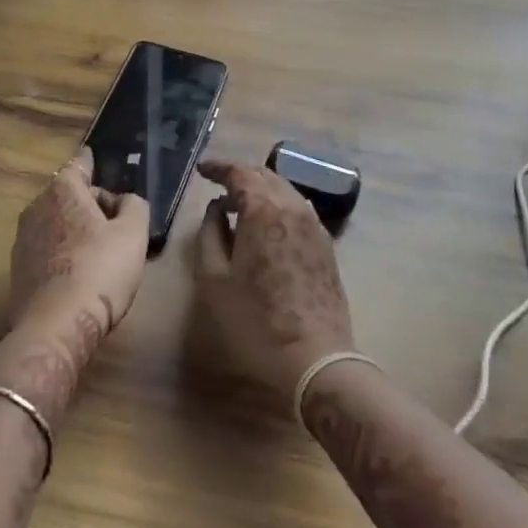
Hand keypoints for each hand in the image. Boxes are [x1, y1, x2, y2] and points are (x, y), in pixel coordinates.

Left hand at [9, 147, 148, 340]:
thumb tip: (124, 201)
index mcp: (63, 191)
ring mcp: (22, 240)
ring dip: (73, 228)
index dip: (90, 163)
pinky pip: (46, 249)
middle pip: (67, 195)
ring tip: (98, 249)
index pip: (79, 165)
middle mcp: (36, 207)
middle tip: (114, 220)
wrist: (56, 326)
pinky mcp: (17, 270)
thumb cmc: (100, 270)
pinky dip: (61, 252)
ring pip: (55, 222)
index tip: (93, 158)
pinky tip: (78, 274)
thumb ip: (134, 206)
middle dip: (88, 202)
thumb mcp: (134, 233)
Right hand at [193, 158, 355, 403]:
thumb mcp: (215, 280)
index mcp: (264, 210)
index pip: (240, 173)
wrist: (316, 359)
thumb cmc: (256, 321)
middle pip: (266, 175)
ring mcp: (315, 226)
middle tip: (218, 184)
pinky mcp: (326, 246)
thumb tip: (216, 210)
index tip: (202, 170)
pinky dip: (278, 205)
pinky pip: (298, 210)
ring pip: (285, 190)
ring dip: (261, 188)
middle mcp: (293, 208)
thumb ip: (210, 235)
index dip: (219, 167)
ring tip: (240, 203)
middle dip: (240, 174)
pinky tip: (267, 224)